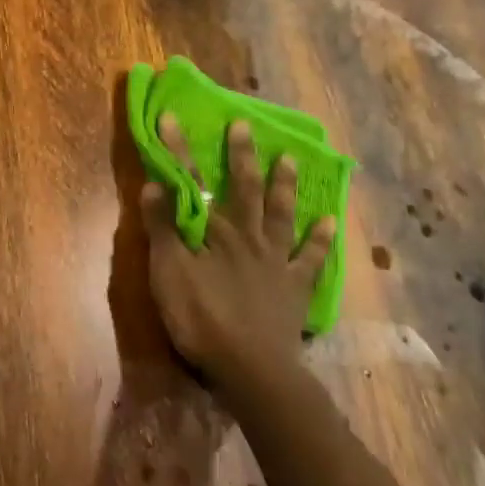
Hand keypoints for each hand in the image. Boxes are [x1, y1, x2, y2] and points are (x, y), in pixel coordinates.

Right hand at [141, 115, 333, 400]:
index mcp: (214, 232)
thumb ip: (162, 229)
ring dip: (284, 185)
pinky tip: (330, 221)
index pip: (191, 183)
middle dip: (241, 156)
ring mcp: (276, 261)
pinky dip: (321, 239)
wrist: (251, 368)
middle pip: (244, 189)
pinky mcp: (295, 287)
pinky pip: (312, 258)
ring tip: (290, 158)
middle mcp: (248, 237)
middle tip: (244, 126)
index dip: (179, 150)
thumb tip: (154, 184)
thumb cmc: (201, 319)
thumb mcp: (169, 274)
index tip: (172, 117)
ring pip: (281, 214)